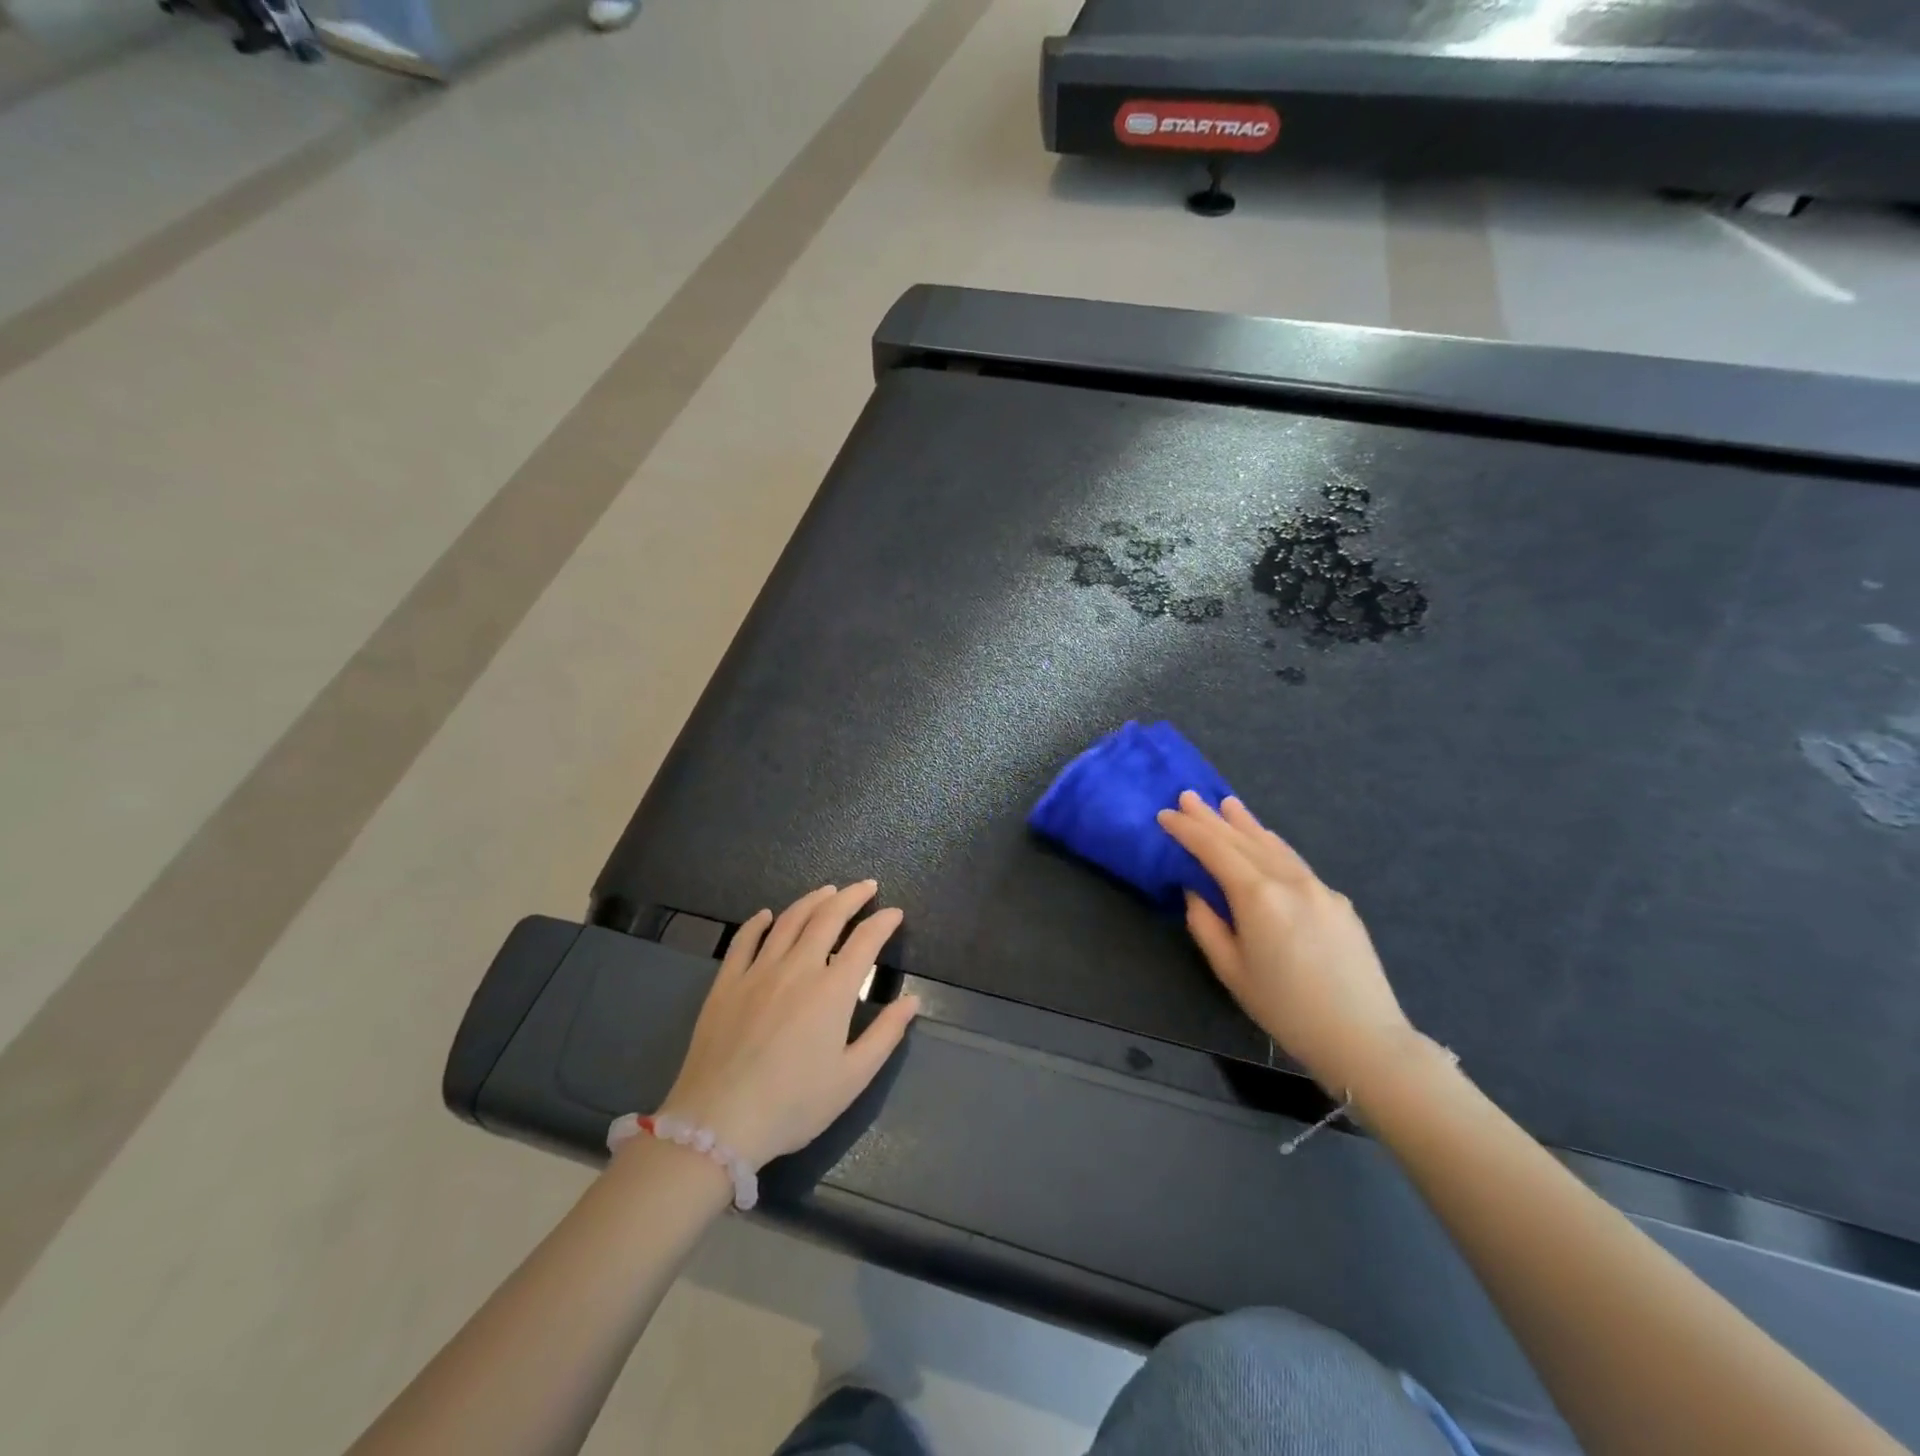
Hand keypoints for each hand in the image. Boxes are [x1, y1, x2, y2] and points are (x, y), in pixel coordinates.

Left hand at [658, 882, 918, 1169]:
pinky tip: (767, 915)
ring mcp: (758, 972)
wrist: (718, 1122)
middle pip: (828, 917)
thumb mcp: (851, 1078)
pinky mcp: (726, 983)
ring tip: (828, 890)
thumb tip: (913, 1001)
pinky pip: (744, 941)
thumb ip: (885, 1035)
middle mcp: (797, 968)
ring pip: (788, 921)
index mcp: (832, 991)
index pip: (865, 941)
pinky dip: (758, 922)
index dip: (883, 922)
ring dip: (812, 900)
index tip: (895, 913)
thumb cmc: (793, 1105)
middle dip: (851, 897)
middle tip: (867, 886)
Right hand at [1157, 792, 1414, 1096]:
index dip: (1188, 831)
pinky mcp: (1338, 901)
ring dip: (1246, 823)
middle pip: (1243, 840)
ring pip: (1273, 845)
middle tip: (1188, 795)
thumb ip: (1206, 925)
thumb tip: (1196, 892)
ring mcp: (1319, 887)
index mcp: (1258, 897)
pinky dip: (1272, 845)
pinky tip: (1264, 841)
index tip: (1165, 815)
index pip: (1215, 850)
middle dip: (1212, 818)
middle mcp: (1289, 881)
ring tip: (1226, 804)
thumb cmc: (1285, 1009)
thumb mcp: (1231, 971)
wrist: (1363, 1037)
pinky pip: (1295, 862)